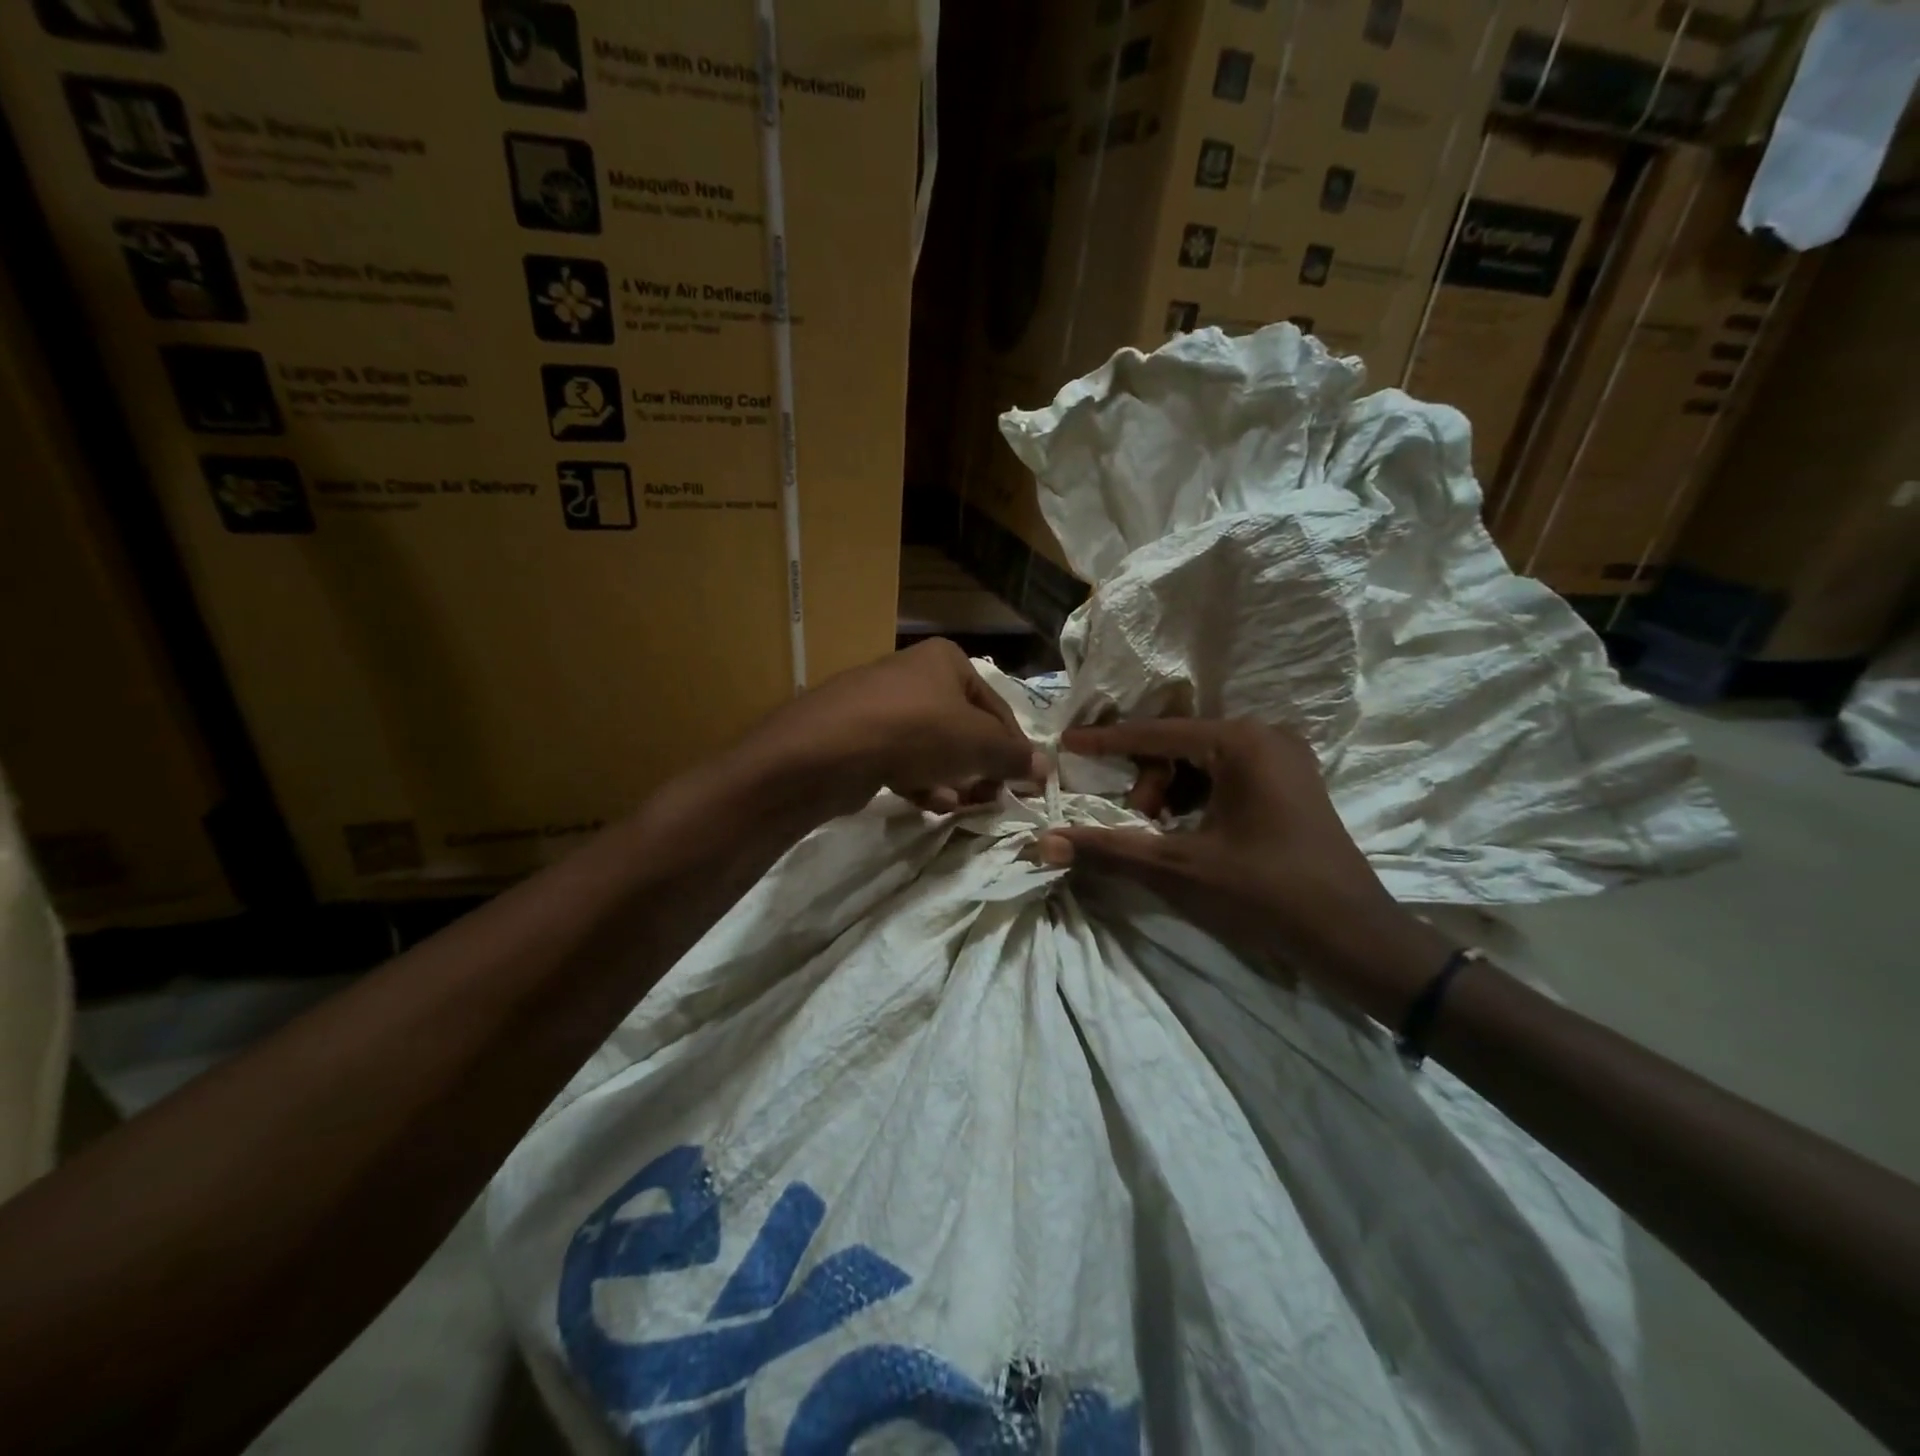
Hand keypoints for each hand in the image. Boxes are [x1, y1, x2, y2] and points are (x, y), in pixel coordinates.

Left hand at [740, 640, 1046, 817]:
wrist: (828, 749)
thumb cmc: (915, 732)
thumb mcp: (977, 743)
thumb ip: (1013, 756)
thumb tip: (1045, 768)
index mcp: (946, 660)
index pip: (997, 707)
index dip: (1013, 747)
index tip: (1024, 783)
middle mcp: (914, 674)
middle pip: (963, 728)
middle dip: (978, 767)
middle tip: (989, 796)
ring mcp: (882, 705)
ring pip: (932, 747)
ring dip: (951, 778)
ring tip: (957, 803)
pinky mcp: (858, 736)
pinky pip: (901, 759)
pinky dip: (918, 780)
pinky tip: (926, 801)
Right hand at [1036, 720, 1455, 1022]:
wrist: (1353, 937)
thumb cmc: (1264, 892)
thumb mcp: (1179, 868)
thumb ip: (1109, 848)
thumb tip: (1044, 843)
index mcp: (1241, 742)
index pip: (1155, 734)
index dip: (1106, 742)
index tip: (1066, 743)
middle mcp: (1265, 736)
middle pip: (1179, 746)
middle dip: (1147, 781)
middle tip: (1137, 823)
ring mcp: (1284, 758)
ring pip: (1202, 762)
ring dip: (1170, 792)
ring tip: (1162, 834)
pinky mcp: (1292, 782)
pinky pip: (1227, 775)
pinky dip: (1198, 798)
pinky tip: (1190, 833)